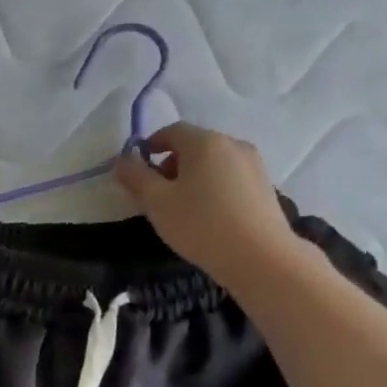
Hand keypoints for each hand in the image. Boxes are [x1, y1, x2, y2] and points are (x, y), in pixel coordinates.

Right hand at [113, 123, 305, 295]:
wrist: (258, 256)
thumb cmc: (200, 225)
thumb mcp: (156, 202)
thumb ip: (135, 177)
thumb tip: (122, 160)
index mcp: (205, 143)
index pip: (172, 130)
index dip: (151, 145)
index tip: (138, 168)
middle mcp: (232, 144)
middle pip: (194, 145)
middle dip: (171, 164)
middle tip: (157, 194)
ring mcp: (253, 164)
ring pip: (213, 162)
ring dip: (192, 176)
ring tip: (182, 207)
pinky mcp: (264, 185)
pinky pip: (230, 177)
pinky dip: (212, 187)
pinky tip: (208, 215)